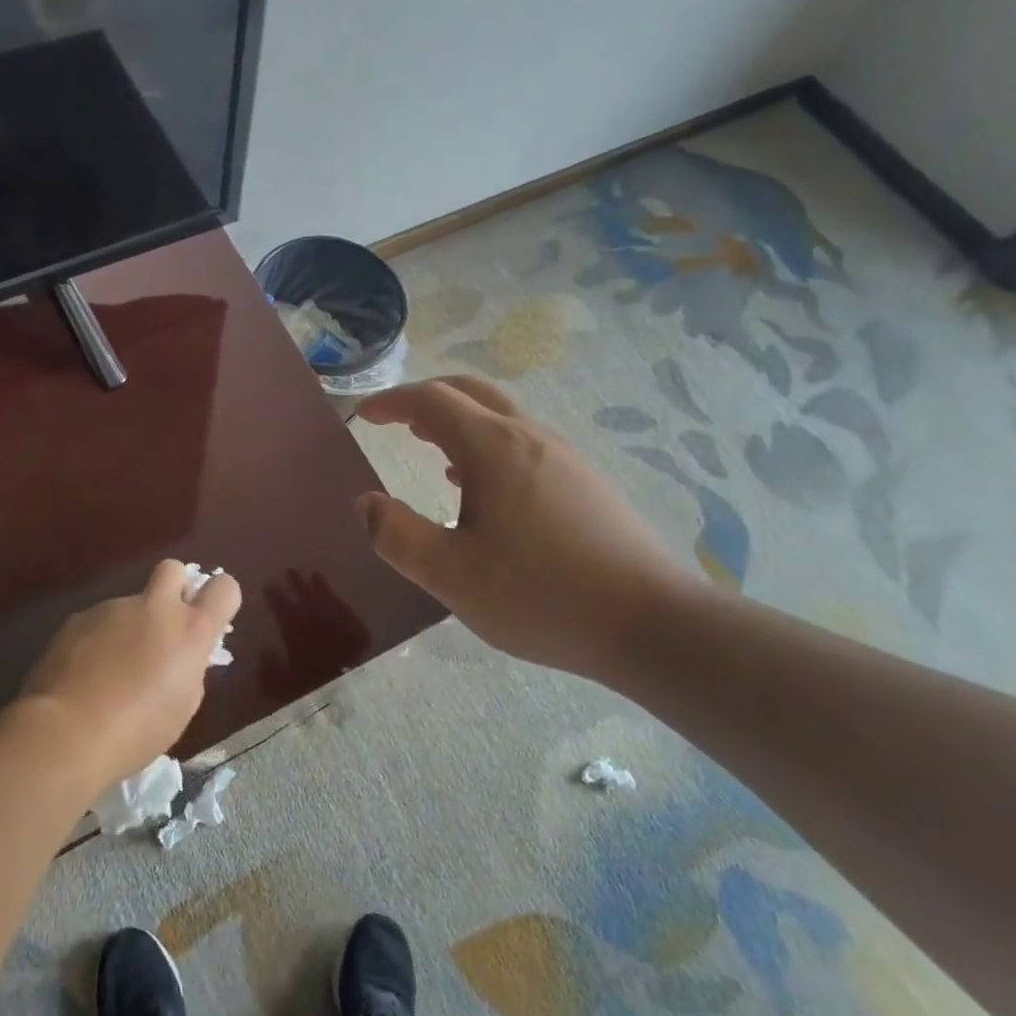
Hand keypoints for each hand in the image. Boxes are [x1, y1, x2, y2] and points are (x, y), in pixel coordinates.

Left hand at [18, 559, 240, 784]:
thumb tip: (181, 656)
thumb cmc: (136, 732)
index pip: (224, 588)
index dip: (220, 600)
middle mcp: (155, 608)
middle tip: (163, 627)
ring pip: (130, 604)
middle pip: (174, 569)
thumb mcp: (181, 707)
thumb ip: (189, 669)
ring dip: (129, 627)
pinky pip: (98, 622)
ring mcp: (113, 608)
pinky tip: (85, 675)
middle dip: (174, 588)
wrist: (66, 733)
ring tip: (111, 672)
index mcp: (190, 630)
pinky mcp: (79, 618)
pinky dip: (98, 641)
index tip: (209, 621)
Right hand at [356, 376, 694, 678]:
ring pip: (500, 415)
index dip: (391, 401)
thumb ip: (397, 536)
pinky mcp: (584, 481)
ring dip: (458, 420)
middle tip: (394, 420)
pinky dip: (486, 444)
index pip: (430, 400)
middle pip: (469, 391)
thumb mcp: (450, 575)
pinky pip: (522, 441)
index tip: (363, 416)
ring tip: (431, 450)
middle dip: (425, 398)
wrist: (652, 624)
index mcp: (492, 447)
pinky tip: (482, 489)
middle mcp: (529, 436)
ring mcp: (563, 455)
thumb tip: (367, 504)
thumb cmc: (541, 595)